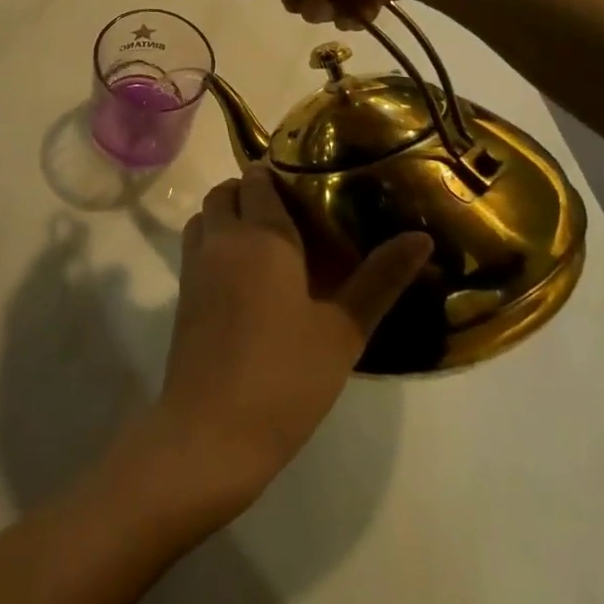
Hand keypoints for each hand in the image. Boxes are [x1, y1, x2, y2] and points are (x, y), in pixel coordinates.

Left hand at [147, 165, 431, 508]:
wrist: (212, 429)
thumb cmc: (286, 376)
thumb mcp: (344, 330)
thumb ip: (380, 279)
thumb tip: (421, 238)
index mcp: (262, 234)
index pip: (260, 179)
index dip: (279, 174)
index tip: (309, 185)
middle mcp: (222, 237)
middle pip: (227, 191)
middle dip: (252, 191)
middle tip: (292, 216)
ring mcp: (195, 264)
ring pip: (206, 216)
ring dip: (228, 214)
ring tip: (267, 244)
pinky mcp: (182, 293)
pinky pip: (196, 245)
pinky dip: (214, 241)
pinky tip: (244, 278)